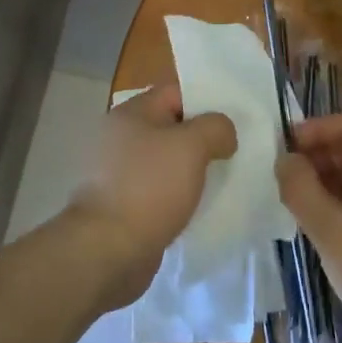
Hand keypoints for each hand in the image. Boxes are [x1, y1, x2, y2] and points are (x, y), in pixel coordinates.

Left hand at [65, 85, 236, 308]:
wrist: (107, 250)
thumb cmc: (149, 187)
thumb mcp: (191, 146)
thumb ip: (215, 128)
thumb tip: (223, 133)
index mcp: (131, 113)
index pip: (175, 92)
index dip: (206, 101)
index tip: (233, 120)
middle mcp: (121, 137)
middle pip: (171, 127)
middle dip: (202, 138)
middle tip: (234, 151)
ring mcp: (119, 173)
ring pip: (166, 161)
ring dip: (192, 170)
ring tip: (224, 179)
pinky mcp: (122, 205)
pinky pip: (159, 191)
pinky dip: (178, 196)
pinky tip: (200, 207)